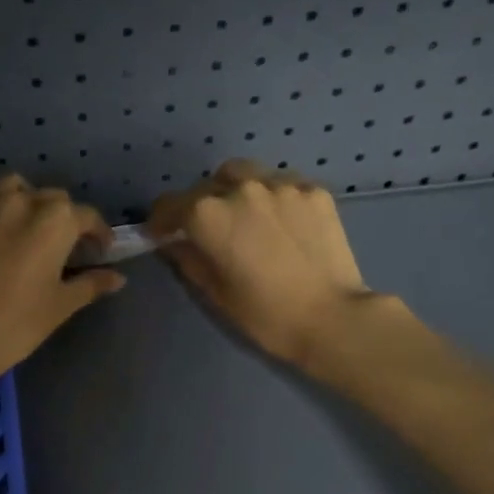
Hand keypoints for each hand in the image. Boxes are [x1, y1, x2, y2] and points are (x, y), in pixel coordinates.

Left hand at [0, 175, 124, 384]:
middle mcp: (19, 201)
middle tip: (60, 245)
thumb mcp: (61, 305)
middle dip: (61, 217)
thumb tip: (118, 278)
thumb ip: (91, 284)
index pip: (86, 216)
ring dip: (24, 201)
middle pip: (50, 198)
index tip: (99, 251)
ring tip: (23, 226)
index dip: (97, 233)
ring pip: (10, 188)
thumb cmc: (16, 324)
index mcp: (54, 221)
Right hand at [148, 160, 384, 364]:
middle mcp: (241, 188)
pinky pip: (281, 183)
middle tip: (209, 231)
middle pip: (207, 185)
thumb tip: (173, 242)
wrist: (332, 318)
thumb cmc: (265, 314)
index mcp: (208, 214)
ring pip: (245, 175)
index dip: (161, 221)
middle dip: (200, 205)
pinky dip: (272, 197)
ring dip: (235, 191)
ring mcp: (281, 184)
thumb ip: (188, 258)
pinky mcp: (313, 190)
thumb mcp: (215, 292)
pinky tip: (281, 222)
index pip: (169, 205)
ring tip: (246, 217)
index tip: (163, 235)